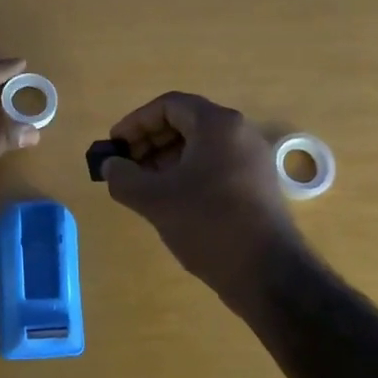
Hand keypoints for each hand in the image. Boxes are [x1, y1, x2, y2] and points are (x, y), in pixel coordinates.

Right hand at [101, 91, 303, 294]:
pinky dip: (187, 173)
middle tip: (125, 167)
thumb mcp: (154, 199)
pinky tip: (171, 201)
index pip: (168, 105)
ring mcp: (252, 159)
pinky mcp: (257, 184)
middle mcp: (239, 132)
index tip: (114, 146)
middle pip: (185, 123)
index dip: (135, 122)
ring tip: (143, 186)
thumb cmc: (207, 223)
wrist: (266, 271)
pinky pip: (215, 165)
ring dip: (166, 159)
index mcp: (217, 124)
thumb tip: (110, 166)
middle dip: (149, 141)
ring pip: (200, 146)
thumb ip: (123, 177)